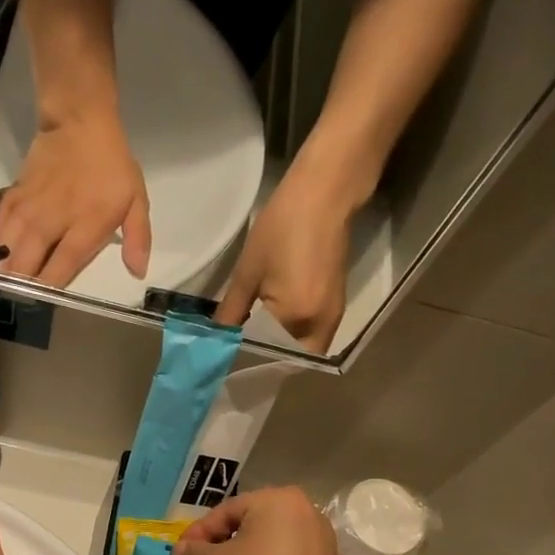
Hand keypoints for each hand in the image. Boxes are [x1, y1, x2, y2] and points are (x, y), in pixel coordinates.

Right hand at [0, 108, 150, 285]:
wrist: (79, 120)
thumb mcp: (136, 200)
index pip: (62, 264)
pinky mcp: (15, 194)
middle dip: (20, 283)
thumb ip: (138, 238)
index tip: (43, 303)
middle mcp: (53, 220)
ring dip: (2, 267)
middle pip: (28, 259)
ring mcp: (30, 206)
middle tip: (16, 300)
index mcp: (85, 225)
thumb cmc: (112, 166)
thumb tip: (138, 272)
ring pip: (8, 243)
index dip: (50, 286)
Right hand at [173, 488, 342, 554]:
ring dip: (247, 552)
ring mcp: (322, 538)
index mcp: (279, 499)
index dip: (200, 531)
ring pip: (273, 539)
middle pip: (253, 521)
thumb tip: (182, 550)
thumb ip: (195, 551)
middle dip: (224, 539)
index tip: (182, 551)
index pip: (228, 510)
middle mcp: (307, 510)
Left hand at [215, 160, 359, 352]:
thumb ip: (232, 311)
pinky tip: (273, 326)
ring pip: (303, 351)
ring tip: (253, 340)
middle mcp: (318, 326)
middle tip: (240, 350)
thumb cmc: (282, 226)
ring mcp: (332, 318)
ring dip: (280, 351)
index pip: (265, 353)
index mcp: (295, 317)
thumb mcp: (248, 271)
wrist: (325, 194)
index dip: (244, 355)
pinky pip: (314, 337)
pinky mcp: (337, 308)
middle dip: (266, 360)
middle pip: (289, 361)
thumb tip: (218, 338)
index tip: (225, 355)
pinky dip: (294, 339)